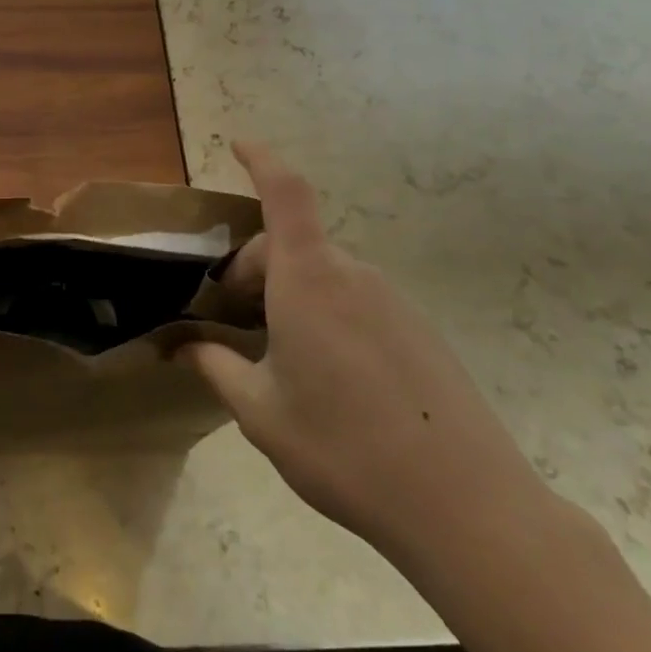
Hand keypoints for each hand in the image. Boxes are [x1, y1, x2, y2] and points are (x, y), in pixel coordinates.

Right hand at [183, 144, 549, 569]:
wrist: (468, 508)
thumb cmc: (344, 449)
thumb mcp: (261, 412)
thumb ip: (215, 368)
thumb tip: (182, 346)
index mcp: (308, 281)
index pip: (285, 194)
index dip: (262, 160)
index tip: (238, 143)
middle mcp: (353, 276)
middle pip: (292, 245)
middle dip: (253, 270)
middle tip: (233, 324)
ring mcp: (393, 302)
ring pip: (324, 275)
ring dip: (289, 295)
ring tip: (278, 356)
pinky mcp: (420, 331)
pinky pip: (357, 301)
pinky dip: (325, 313)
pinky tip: (329, 377)